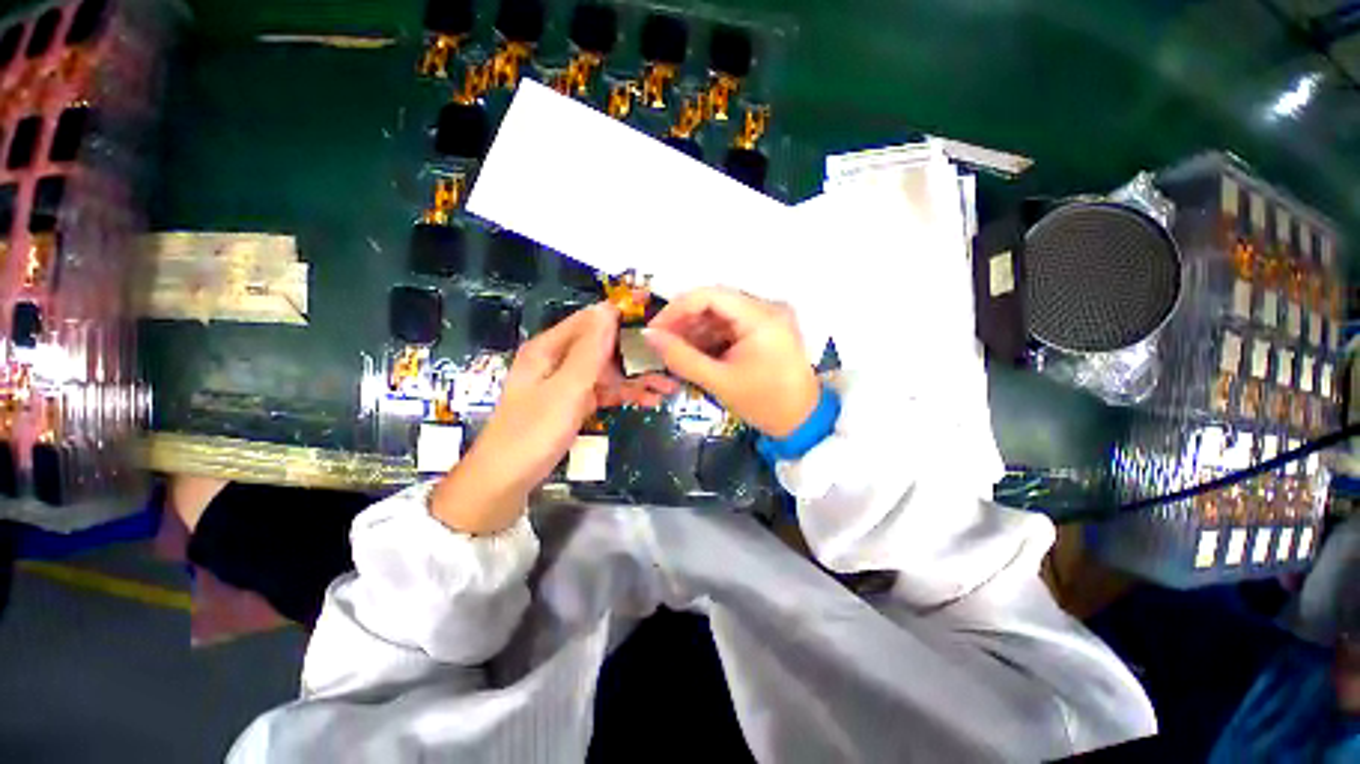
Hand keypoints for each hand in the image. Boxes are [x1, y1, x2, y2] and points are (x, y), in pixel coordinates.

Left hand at [431, 303, 675, 534]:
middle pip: (603, 347)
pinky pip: (603, 392)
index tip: (652, 309)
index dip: (620, 312)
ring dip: (636, 378)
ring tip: (668, 386)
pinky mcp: (573, 403)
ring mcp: (567, 383)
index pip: (590, 320)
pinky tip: (649, 400)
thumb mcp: (566, 389)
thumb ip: (589, 351)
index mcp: (549, 349)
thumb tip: (608, 310)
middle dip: (636, 353)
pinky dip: (624, 395)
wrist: (506, 481)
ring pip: (607, 371)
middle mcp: (559, 360)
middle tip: (669, 358)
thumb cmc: (533, 431)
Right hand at [644, 287, 817, 437]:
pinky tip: (694, 353)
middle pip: (714, 303)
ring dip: (695, 331)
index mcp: (760, 316)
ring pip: (720, 315)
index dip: (676, 308)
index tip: (655, 329)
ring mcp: (766, 319)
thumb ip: (681, 357)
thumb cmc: (764, 403)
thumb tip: (649, 336)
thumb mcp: (719, 381)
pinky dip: (709, 338)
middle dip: (684, 321)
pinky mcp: (764, 331)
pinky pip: (729, 327)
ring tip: (674, 352)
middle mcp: (766, 308)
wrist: (802, 422)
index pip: (710, 295)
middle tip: (661, 343)